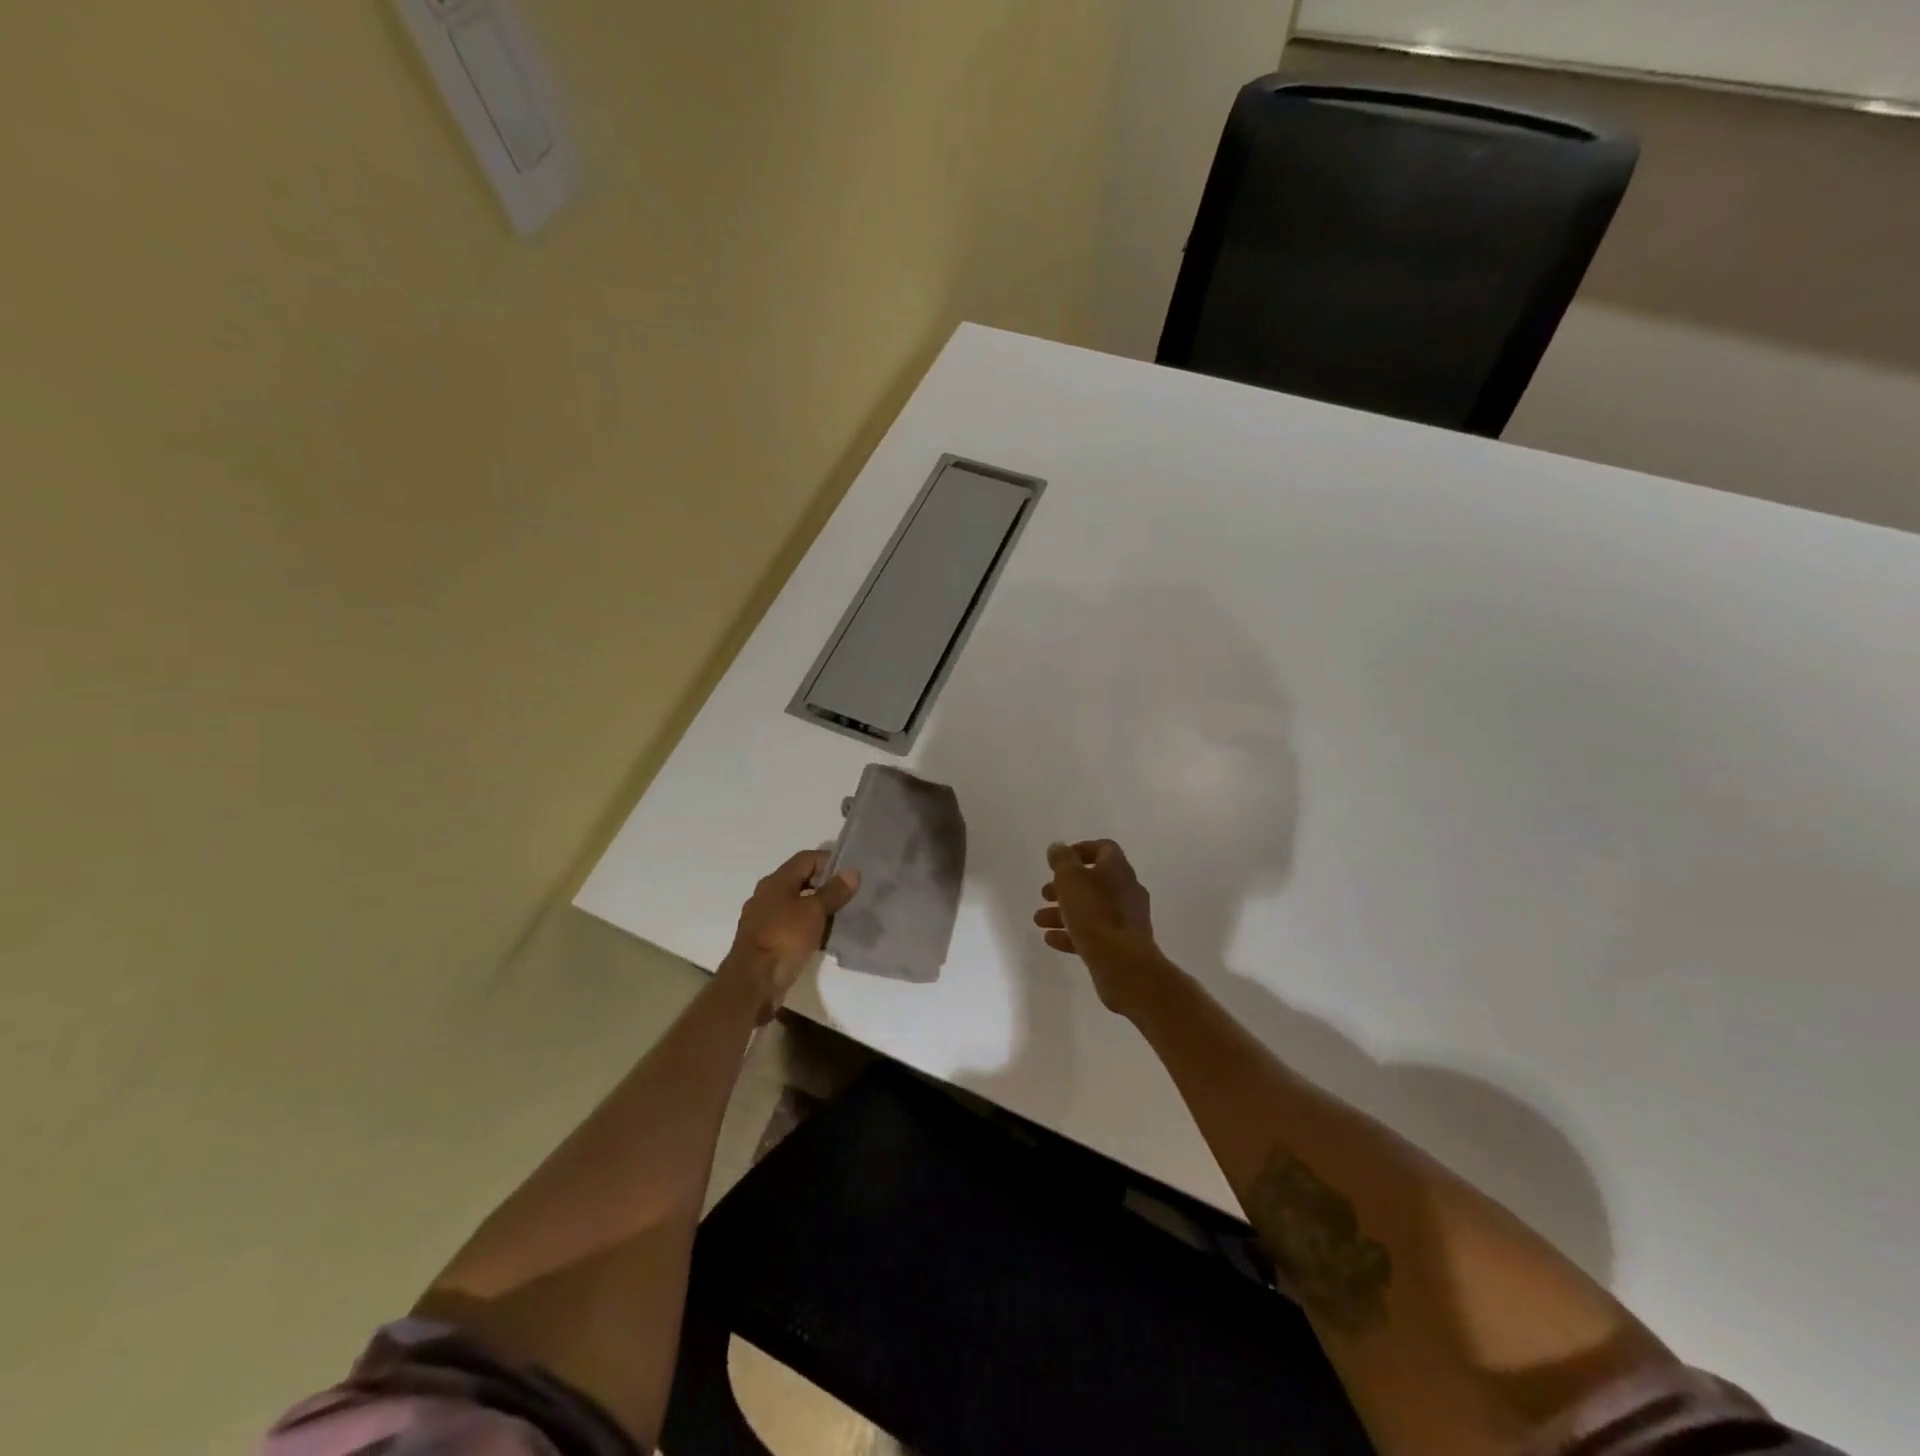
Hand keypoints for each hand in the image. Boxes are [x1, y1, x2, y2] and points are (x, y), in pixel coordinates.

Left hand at [723, 850, 859, 1021]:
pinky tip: (821, 939)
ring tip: (839, 919)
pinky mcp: (764, 941)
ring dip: (816, 909)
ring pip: (795, 905)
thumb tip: (852, 872)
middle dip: (825, 887)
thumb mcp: (814, 911)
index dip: (829, 861)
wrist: (754, 981)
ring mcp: (763, 919)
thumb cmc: (784, 937)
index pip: (806, 859)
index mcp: (776, 881)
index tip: (850, 875)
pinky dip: (806, 928)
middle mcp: (766, 895)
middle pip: (800, 881)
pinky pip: (790, 926)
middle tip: (848, 897)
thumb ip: (834, 891)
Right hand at [1033, 839, 1169, 1015]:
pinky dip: (1072, 933)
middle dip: (1066, 887)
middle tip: (1045, 893)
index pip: (1104, 849)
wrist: (1123, 964)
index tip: (1058, 861)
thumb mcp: (1070, 879)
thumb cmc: (1094, 914)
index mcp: (1118, 870)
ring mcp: (1126, 919)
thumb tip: (1058, 847)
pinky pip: (1094, 933)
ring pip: (1091, 909)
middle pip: (1094, 881)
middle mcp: (1126, 891)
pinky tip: (1052, 940)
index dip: (1080, 850)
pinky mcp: (1122, 945)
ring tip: (1039, 920)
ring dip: (1064, 911)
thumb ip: (1062, 860)